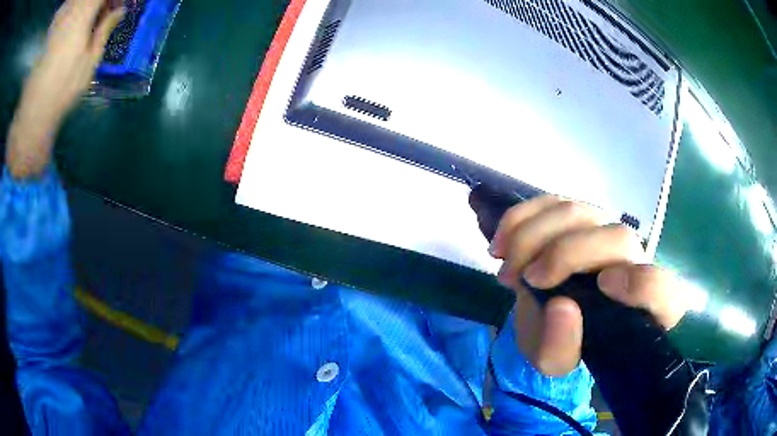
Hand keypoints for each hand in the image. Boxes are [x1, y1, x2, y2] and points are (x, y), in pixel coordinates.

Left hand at [6, 0, 123, 178]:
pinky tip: (71, 22)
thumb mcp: (89, 63)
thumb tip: (119, 11)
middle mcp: (69, 13)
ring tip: (88, 20)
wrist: (33, 112)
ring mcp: (58, 20)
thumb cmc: (62, 91)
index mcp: (82, 17)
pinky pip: (65, 7)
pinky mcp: (50, 30)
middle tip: (104, 12)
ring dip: (85, 7)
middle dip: (99, 3)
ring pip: (76, 1)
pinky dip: (72, 9)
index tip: (116, 6)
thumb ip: (104, 31)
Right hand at [489, 196, 688, 375]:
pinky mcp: (579, 218)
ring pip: (580, 211)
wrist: (551, 323)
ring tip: (507, 268)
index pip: (661, 288)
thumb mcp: (555, 362)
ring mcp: (606, 233)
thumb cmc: (564, 345)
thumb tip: (562, 307)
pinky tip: (501, 242)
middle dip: (565, 253)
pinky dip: (522, 217)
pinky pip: (552, 202)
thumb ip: (561, 347)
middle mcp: (634, 262)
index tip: (603, 286)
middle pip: (618, 238)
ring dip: (534, 235)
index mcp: (642, 307)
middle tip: (524, 279)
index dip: (640, 283)